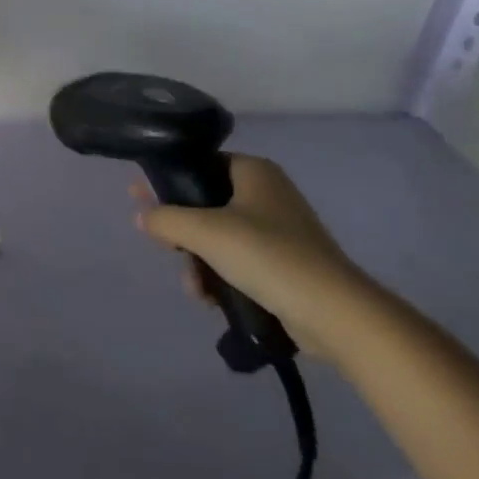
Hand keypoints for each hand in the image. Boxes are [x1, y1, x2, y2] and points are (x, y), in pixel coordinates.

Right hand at [132, 154, 377, 360]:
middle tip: (163, 245)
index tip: (142, 198)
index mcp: (254, 171)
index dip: (168, 179)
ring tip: (194, 286)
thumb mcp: (203, 231)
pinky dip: (220, 276)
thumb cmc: (267, 255)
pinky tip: (210, 298)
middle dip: (182, 230)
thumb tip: (142, 217)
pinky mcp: (285, 265)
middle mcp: (266, 194)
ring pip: (218, 236)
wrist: (336, 315)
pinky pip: (238, 261)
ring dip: (198, 261)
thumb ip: (164, 219)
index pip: (199, 163)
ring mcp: (279, 231)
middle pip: (205, 203)